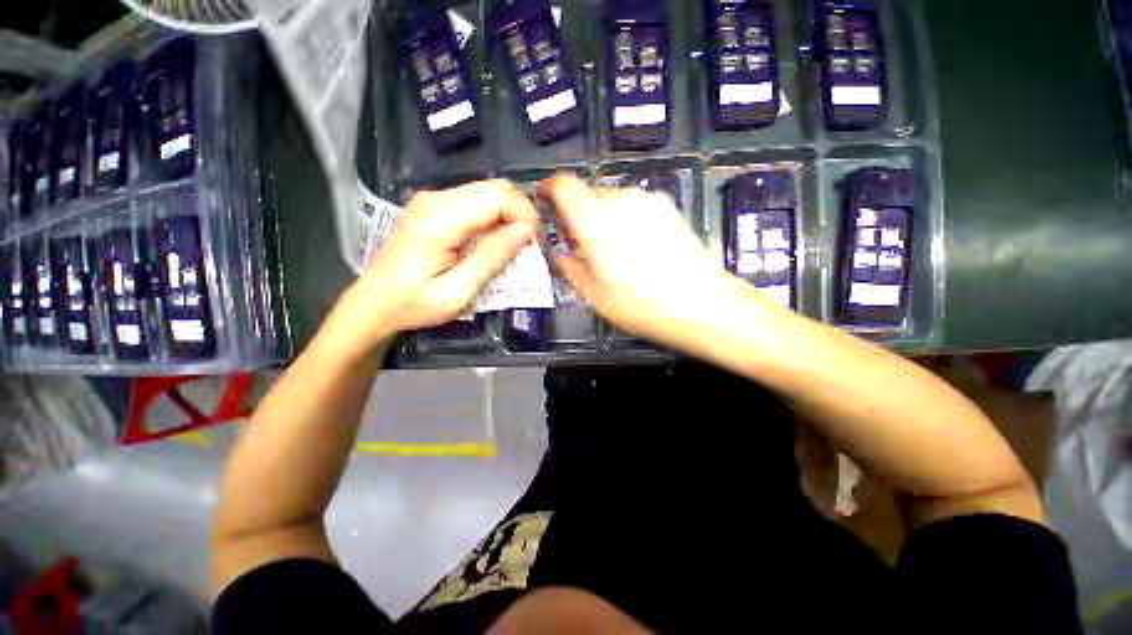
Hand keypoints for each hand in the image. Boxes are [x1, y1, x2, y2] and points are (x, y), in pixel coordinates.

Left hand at [327, 180, 538, 353]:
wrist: (373, 303)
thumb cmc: (413, 305)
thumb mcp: (457, 291)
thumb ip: (491, 258)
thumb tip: (524, 231)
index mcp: (440, 219)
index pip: (498, 197)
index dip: (525, 215)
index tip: (536, 243)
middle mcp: (435, 199)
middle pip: (495, 188)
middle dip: (521, 213)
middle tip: (530, 245)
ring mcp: (432, 199)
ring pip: (488, 192)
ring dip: (509, 215)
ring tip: (516, 245)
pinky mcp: (433, 206)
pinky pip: (475, 201)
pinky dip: (494, 217)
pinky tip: (495, 240)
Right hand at [538, 174, 738, 346]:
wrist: (702, 304)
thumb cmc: (643, 305)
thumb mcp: (595, 295)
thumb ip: (571, 268)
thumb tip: (562, 256)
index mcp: (596, 223)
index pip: (565, 186)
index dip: (550, 188)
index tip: (545, 201)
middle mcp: (621, 202)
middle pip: (587, 195)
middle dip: (577, 216)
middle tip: (581, 246)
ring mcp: (647, 202)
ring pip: (611, 200)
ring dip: (602, 219)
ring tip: (611, 251)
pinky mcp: (667, 207)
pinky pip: (634, 206)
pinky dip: (624, 219)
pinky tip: (636, 248)